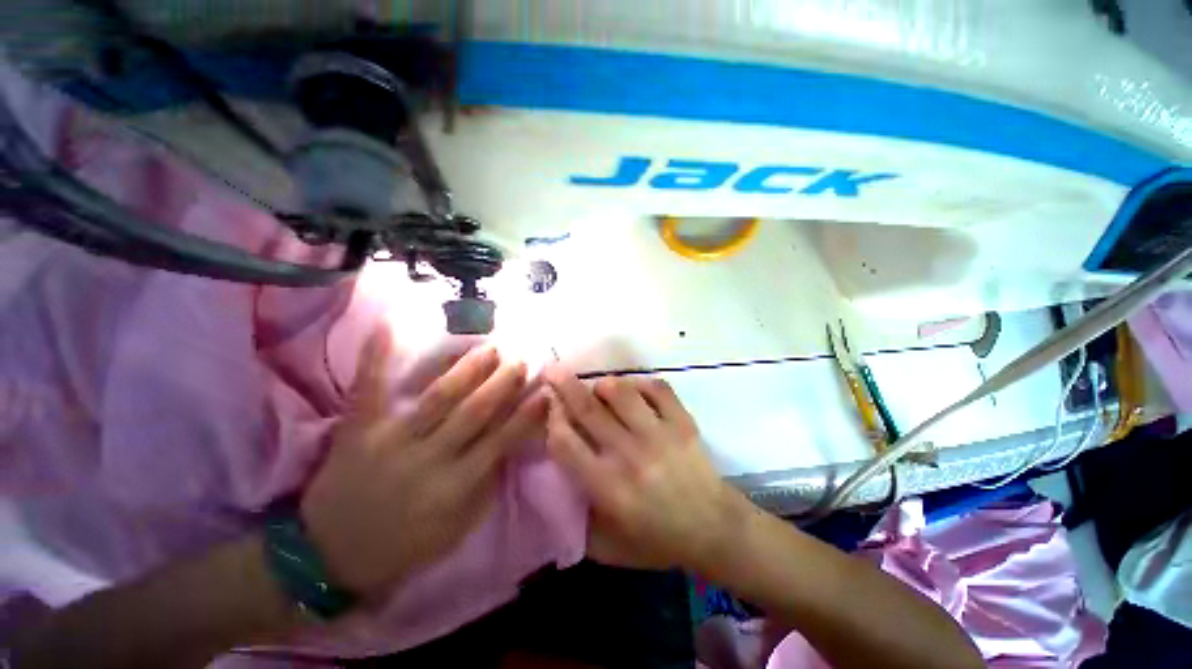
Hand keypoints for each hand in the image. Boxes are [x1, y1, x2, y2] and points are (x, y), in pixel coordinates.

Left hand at [300, 328, 548, 595]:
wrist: (330, 556)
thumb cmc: (405, 545)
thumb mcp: (458, 527)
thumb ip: (486, 484)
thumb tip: (511, 444)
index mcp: (455, 485)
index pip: (502, 441)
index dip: (527, 414)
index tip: (545, 391)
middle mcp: (429, 457)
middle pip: (476, 412)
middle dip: (504, 383)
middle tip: (521, 360)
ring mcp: (390, 439)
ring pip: (439, 396)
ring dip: (469, 369)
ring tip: (490, 348)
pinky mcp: (358, 428)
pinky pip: (370, 387)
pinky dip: (378, 355)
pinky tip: (390, 323)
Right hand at [543, 365, 749, 573]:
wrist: (715, 530)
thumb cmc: (658, 540)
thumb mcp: (609, 547)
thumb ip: (576, 523)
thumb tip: (553, 487)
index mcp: (607, 487)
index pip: (565, 442)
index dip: (552, 418)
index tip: (550, 406)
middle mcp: (629, 454)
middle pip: (588, 409)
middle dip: (565, 385)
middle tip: (553, 369)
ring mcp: (659, 434)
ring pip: (622, 392)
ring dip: (604, 384)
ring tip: (599, 387)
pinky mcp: (682, 422)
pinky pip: (657, 388)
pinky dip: (640, 383)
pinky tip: (634, 389)